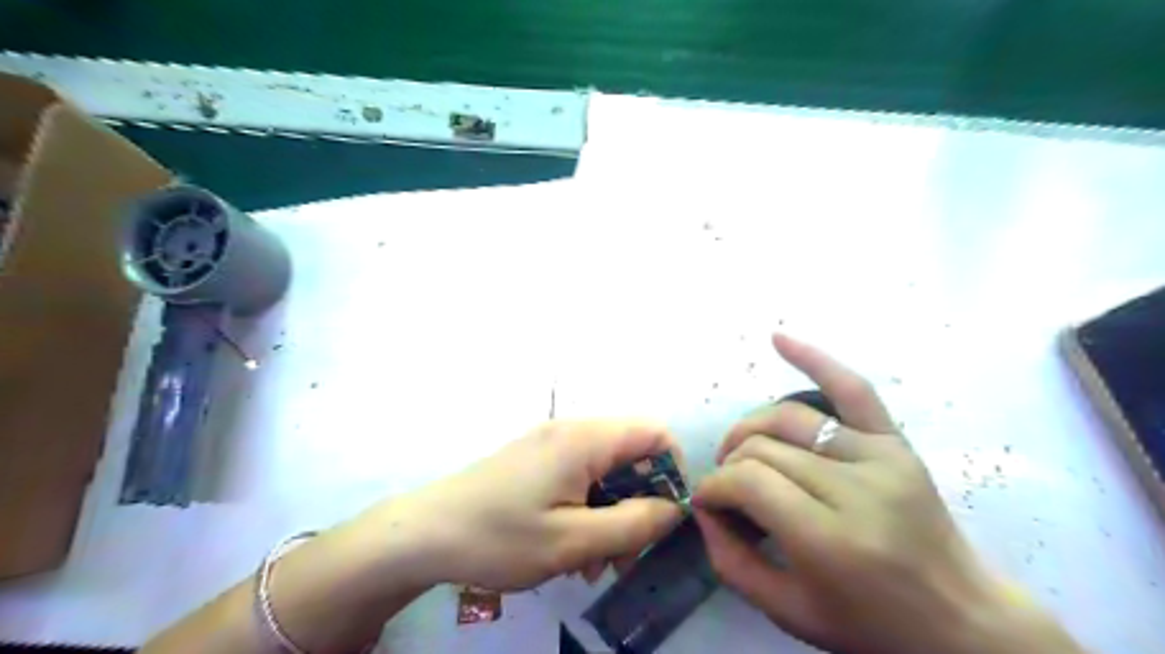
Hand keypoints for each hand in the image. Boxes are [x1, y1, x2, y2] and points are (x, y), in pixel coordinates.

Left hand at [354, 419, 683, 591]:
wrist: (423, 534)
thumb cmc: (500, 536)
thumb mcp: (573, 541)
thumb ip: (634, 523)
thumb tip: (675, 509)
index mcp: (585, 439)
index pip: (655, 433)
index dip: (672, 472)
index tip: (664, 517)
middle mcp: (571, 431)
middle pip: (631, 455)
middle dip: (638, 504)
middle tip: (625, 555)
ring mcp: (550, 444)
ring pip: (605, 472)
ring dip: (611, 514)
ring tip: (593, 563)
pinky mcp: (535, 461)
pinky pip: (579, 478)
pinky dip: (587, 509)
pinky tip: (570, 549)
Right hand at [690, 335, 1081, 653]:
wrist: (962, 621)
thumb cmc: (870, 626)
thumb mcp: (788, 612)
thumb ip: (730, 560)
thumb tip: (704, 507)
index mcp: (830, 539)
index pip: (749, 480)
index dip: (715, 487)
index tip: (707, 503)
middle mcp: (855, 489)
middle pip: (764, 448)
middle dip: (729, 465)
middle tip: (725, 489)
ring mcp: (880, 457)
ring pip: (788, 418)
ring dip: (750, 429)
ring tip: (739, 449)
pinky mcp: (895, 442)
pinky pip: (852, 388)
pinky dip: (814, 358)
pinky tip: (779, 339)